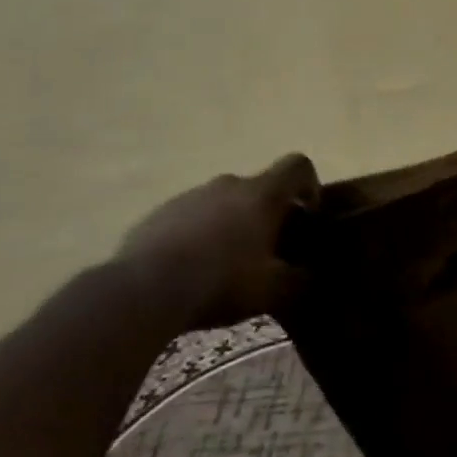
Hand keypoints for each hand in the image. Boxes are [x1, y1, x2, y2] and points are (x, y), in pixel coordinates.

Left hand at [115, 153, 320, 328]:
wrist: (144, 290)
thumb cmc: (221, 282)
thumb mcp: (274, 291)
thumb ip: (301, 279)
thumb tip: (313, 273)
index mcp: (262, 194)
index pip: (298, 165)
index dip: (309, 185)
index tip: (307, 215)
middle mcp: (228, 184)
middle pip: (259, 188)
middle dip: (268, 214)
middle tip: (267, 251)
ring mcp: (191, 195)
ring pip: (224, 202)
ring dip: (232, 224)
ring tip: (225, 264)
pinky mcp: (160, 212)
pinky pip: (191, 217)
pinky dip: (199, 234)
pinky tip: (192, 269)